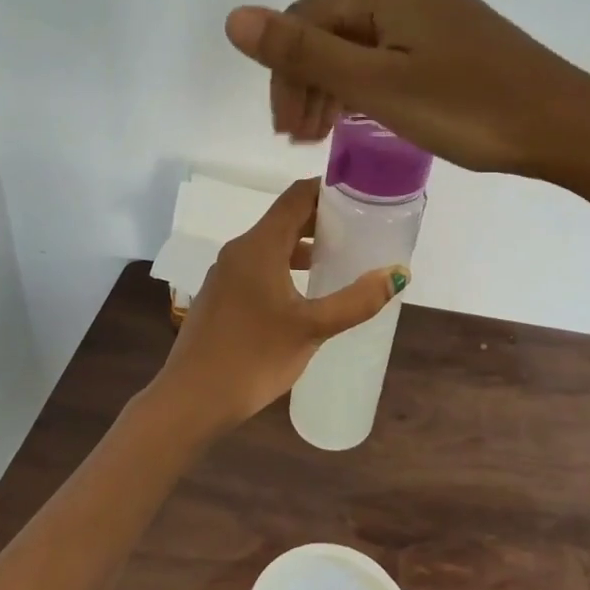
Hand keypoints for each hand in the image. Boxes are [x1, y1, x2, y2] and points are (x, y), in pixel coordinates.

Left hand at [150, 179, 409, 437]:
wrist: (191, 400)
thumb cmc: (253, 357)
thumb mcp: (312, 329)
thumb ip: (356, 300)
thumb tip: (398, 273)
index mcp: (259, 246)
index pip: (296, 197)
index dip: (328, 190)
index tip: (361, 195)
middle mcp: (239, 250)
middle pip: (284, 219)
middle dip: (321, 220)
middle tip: (360, 228)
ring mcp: (225, 274)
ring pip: (271, 245)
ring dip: (303, 246)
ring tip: (339, 259)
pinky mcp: (220, 296)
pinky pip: (258, 267)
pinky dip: (285, 266)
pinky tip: (305, 293)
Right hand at [224, 0, 589, 176]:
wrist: (565, 124)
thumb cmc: (467, 107)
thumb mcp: (376, 85)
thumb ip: (304, 52)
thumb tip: (233, 18)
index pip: (305, 21)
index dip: (285, 76)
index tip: (285, 132)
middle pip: (331, 28)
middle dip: (308, 82)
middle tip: (301, 138)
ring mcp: (433, 5)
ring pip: (360, 41)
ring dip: (335, 85)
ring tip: (325, 133)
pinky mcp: (453, 31)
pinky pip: (390, 50)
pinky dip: (368, 82)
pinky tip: (363, 112)